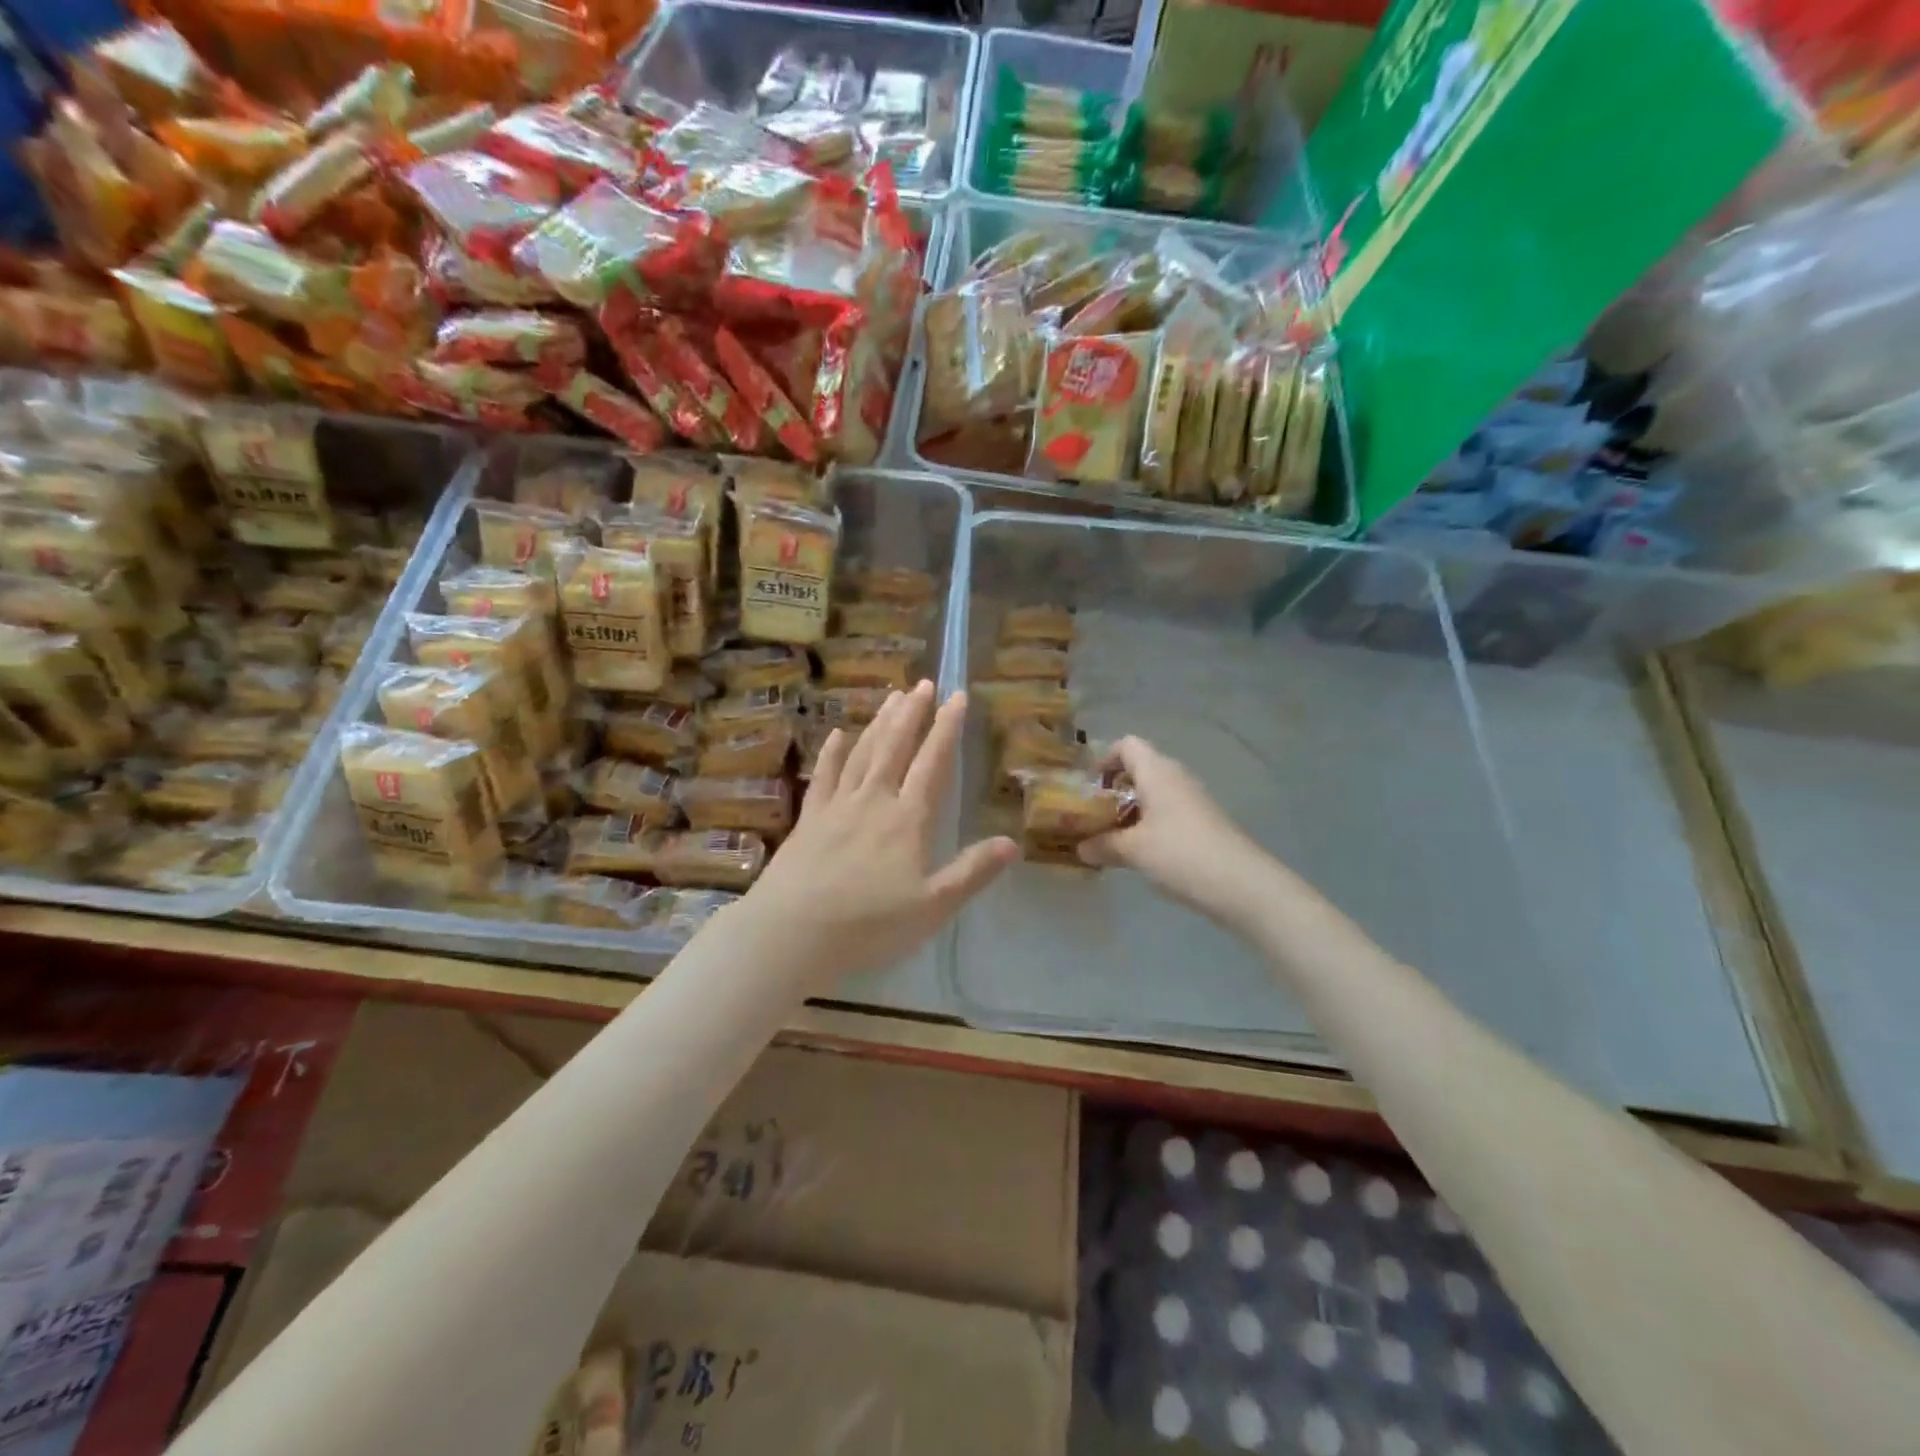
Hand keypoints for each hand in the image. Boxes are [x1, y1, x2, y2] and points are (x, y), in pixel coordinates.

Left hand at [741, 681, 1019, 989]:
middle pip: (895, 748)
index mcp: (908, 820)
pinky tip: (838, 734)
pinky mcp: (808, 819)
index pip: (933, 764)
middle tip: (923, 683)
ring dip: (879, 723)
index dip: (947, 729)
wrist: (791, 934)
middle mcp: (873, 802)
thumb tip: (1011, 843)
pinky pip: (823, 776)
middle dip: (912, 713)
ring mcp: (836, 807)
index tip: (957, 696)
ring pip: (863, 754)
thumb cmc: (868, 926)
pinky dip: (833, 753)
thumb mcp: (932, 907)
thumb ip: (971, 872)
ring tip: (892, 697)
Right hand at [1078, 736, 1273, 928]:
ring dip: (1131, 809)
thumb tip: (1080, 847)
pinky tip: (1141, 852)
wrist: (1242, 883)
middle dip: (1113, 789)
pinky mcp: (1203, 821)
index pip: (1126, 745)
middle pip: (1139, 768)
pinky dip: (1149, 824)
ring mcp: (1193, 799)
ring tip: (1112, 837)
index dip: (1103, 760)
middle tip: (1094, 816)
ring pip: (1154, 792)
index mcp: (1156, 771)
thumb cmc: (1180, 854)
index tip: (1088, 788)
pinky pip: (1168, 811)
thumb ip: (1103, 844)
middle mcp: (1176, 777)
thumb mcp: (1133, 850)